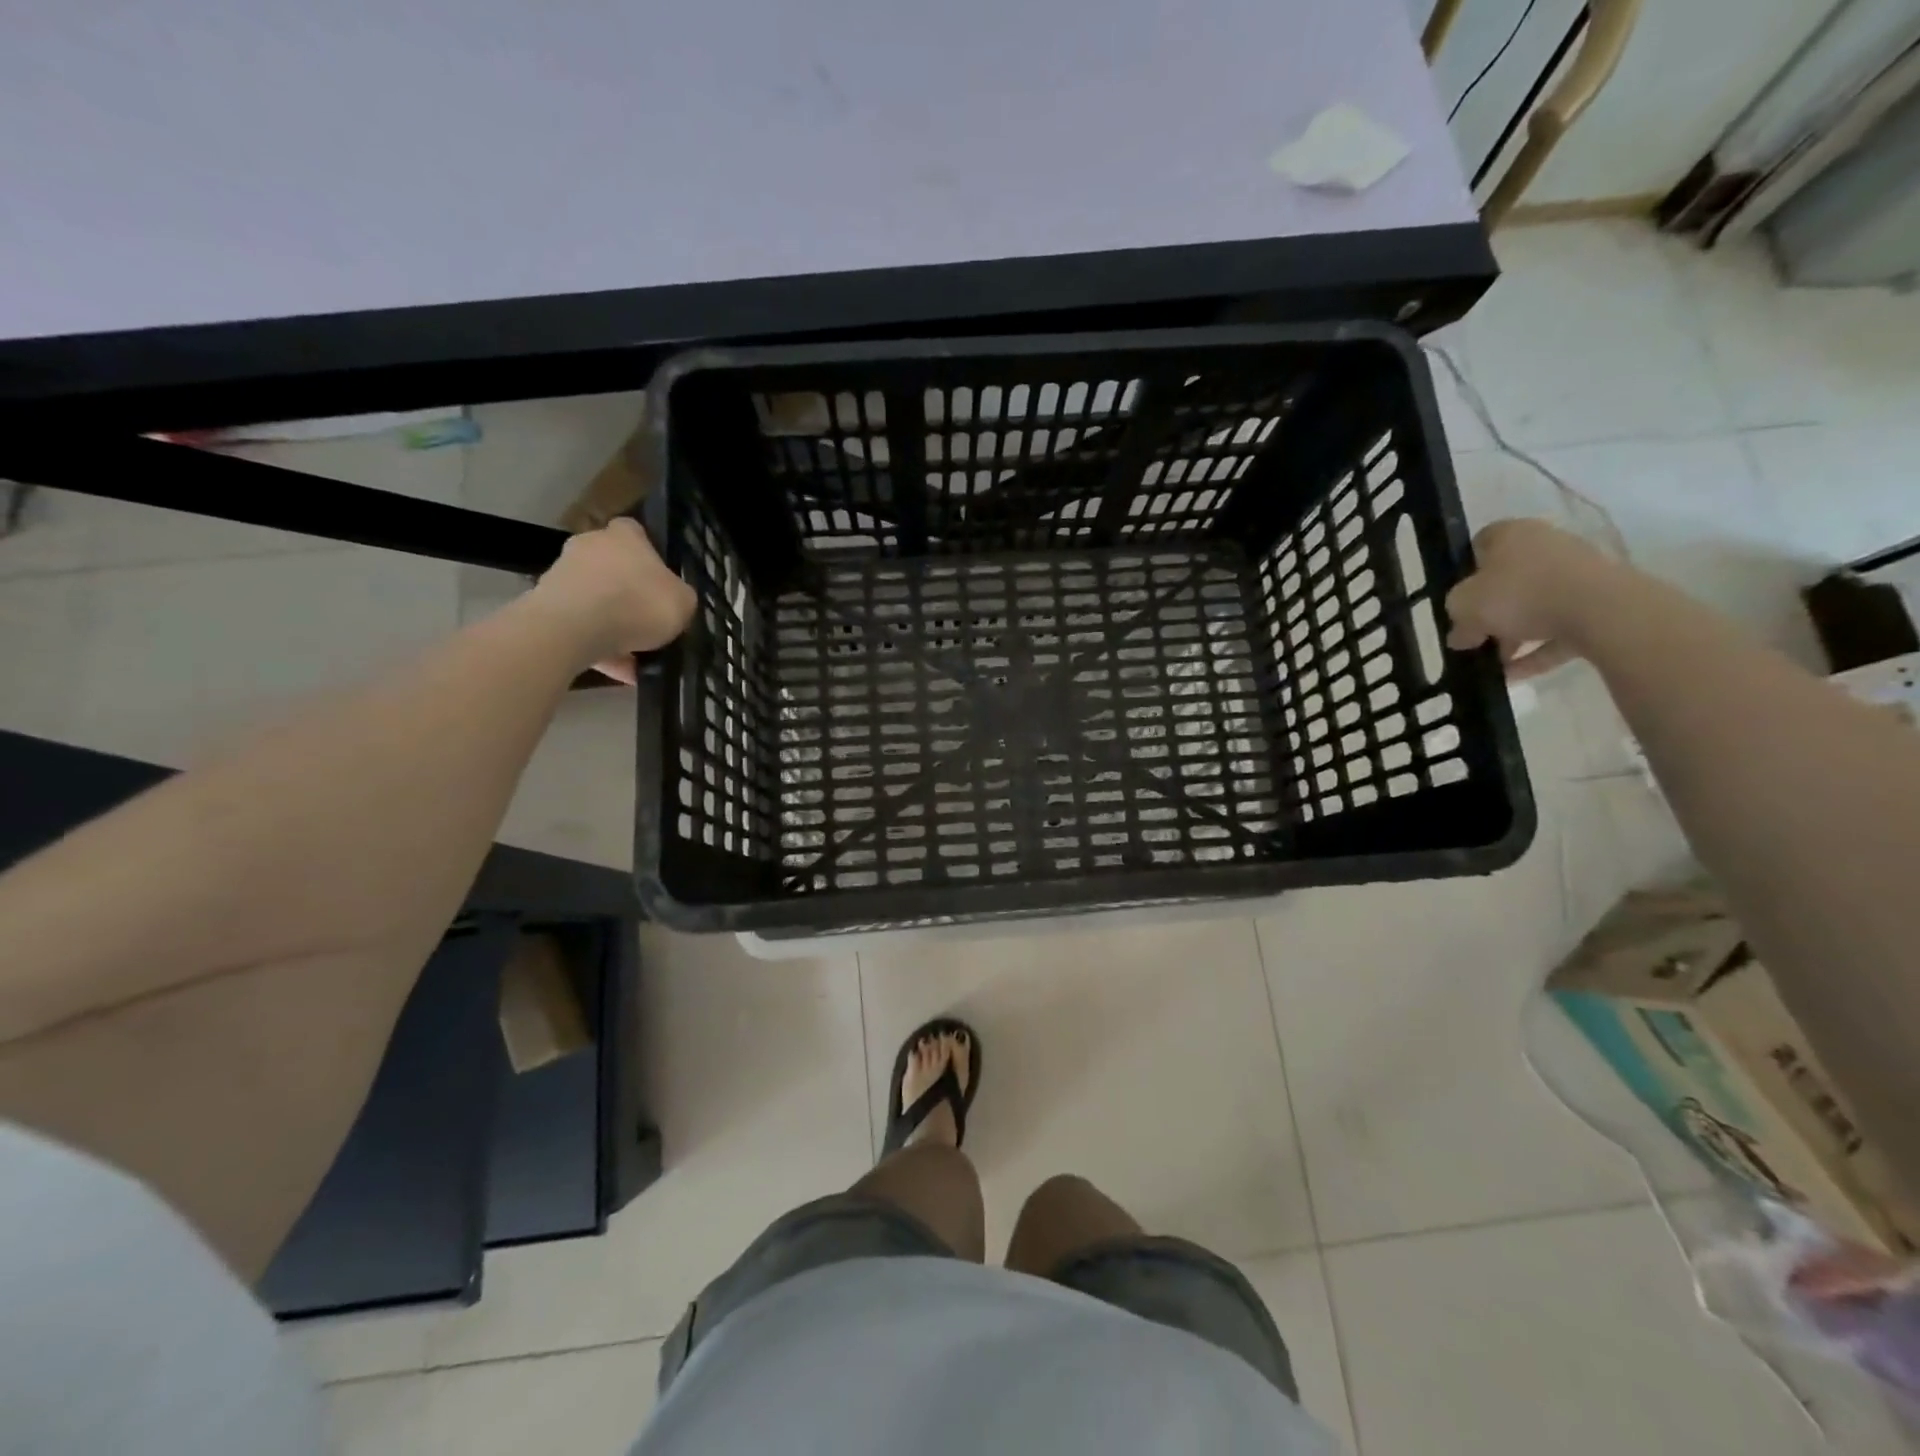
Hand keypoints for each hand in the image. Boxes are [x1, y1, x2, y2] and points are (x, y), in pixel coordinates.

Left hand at [531, 518, 697, 682]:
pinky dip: (599, 647)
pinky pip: (581, 627)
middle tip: (647, 623)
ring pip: (596, 601)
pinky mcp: (546, 605)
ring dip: (613, 625)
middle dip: (627, 593)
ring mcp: (563, 574)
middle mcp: (590, 546)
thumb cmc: (638, 604)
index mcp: (625, 536)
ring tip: (636, 661)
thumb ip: (679, 597)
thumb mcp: (683, 602)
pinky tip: (620, 673)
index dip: (649, 557)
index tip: (659, 583)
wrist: (575, 628)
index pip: (636, 534)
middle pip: (612, 568)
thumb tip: (673, 600)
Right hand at [1445, 518, 1619, 679]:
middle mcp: (1546, 546)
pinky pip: (1559, 628)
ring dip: (1512, 635)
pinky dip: (1538, 651)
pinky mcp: (1598, 603)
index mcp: (1512, 534)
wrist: (1600, 609)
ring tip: (1493, 665)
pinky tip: (1516, 675)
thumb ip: (1455, 617)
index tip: (1455, 599)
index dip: (1463, 572)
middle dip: (1489, 612)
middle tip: (1473, 638)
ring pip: (1535, 606)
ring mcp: (1576, 574)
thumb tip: (1460, 635)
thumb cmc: (1519, 594)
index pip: (1479, 545)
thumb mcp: (1464, 606)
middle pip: (1508, 580)